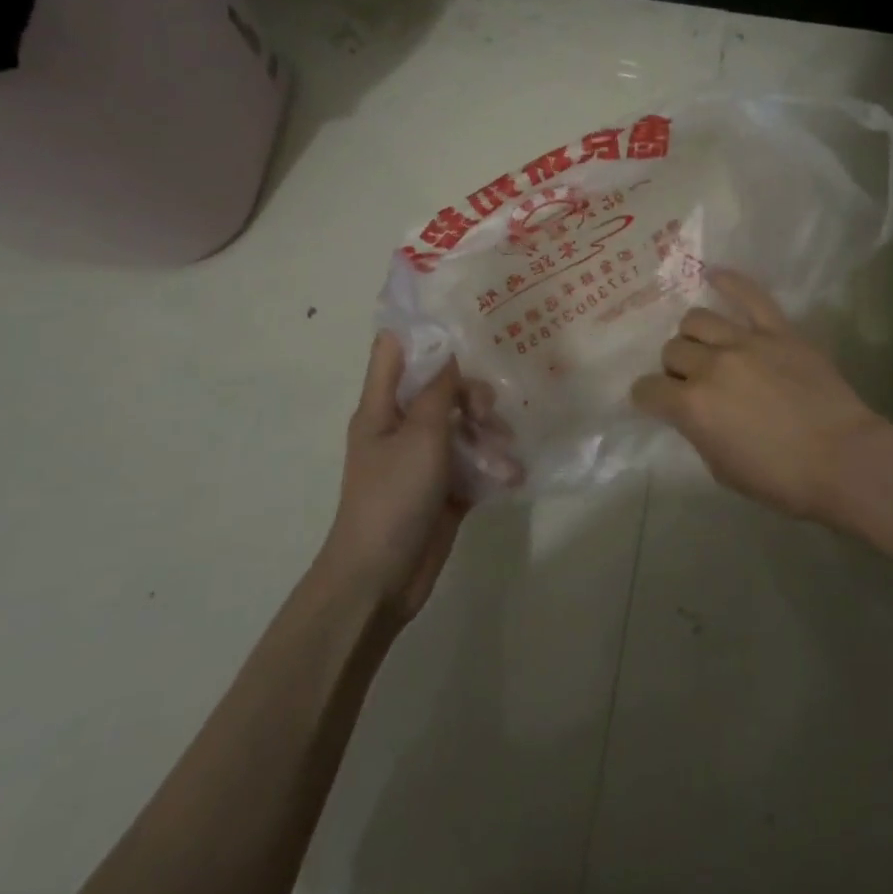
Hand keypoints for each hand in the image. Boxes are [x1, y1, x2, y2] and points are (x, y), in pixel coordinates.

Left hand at [323, 333, 493, 622]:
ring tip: (503, 450)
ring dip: (487, 431)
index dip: (421, 327)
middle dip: (470, 391)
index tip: (462, 315)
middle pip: (440, 387)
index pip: (394, 350)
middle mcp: (402, 425)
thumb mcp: (419, 435)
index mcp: (382, 406)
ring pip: (462, 424)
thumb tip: (451, 350)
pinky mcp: (445, 486)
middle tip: (487, 409)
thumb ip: (439, 390)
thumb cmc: (392, 497)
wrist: (380, 578)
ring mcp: (425, 458)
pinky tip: (512, 472)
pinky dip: (492, 462)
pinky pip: (474, 460)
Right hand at [630, 270, 892, 525]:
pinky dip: (729, 282)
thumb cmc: (782, 479)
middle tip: (692, 381)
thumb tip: (693, 411)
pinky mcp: (778, 330)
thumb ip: (699, 431)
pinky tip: (714, 275)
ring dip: (694, 336)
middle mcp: (711, 366)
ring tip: (707, 346)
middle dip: (675, 368)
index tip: (656, 401)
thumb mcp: (722, 469)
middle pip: (672, 350)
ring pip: (697, 319)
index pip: (647, 390)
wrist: (844, 460)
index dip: (648, 397)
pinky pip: (750, 295)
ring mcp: (745, 342)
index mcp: (692, 406)